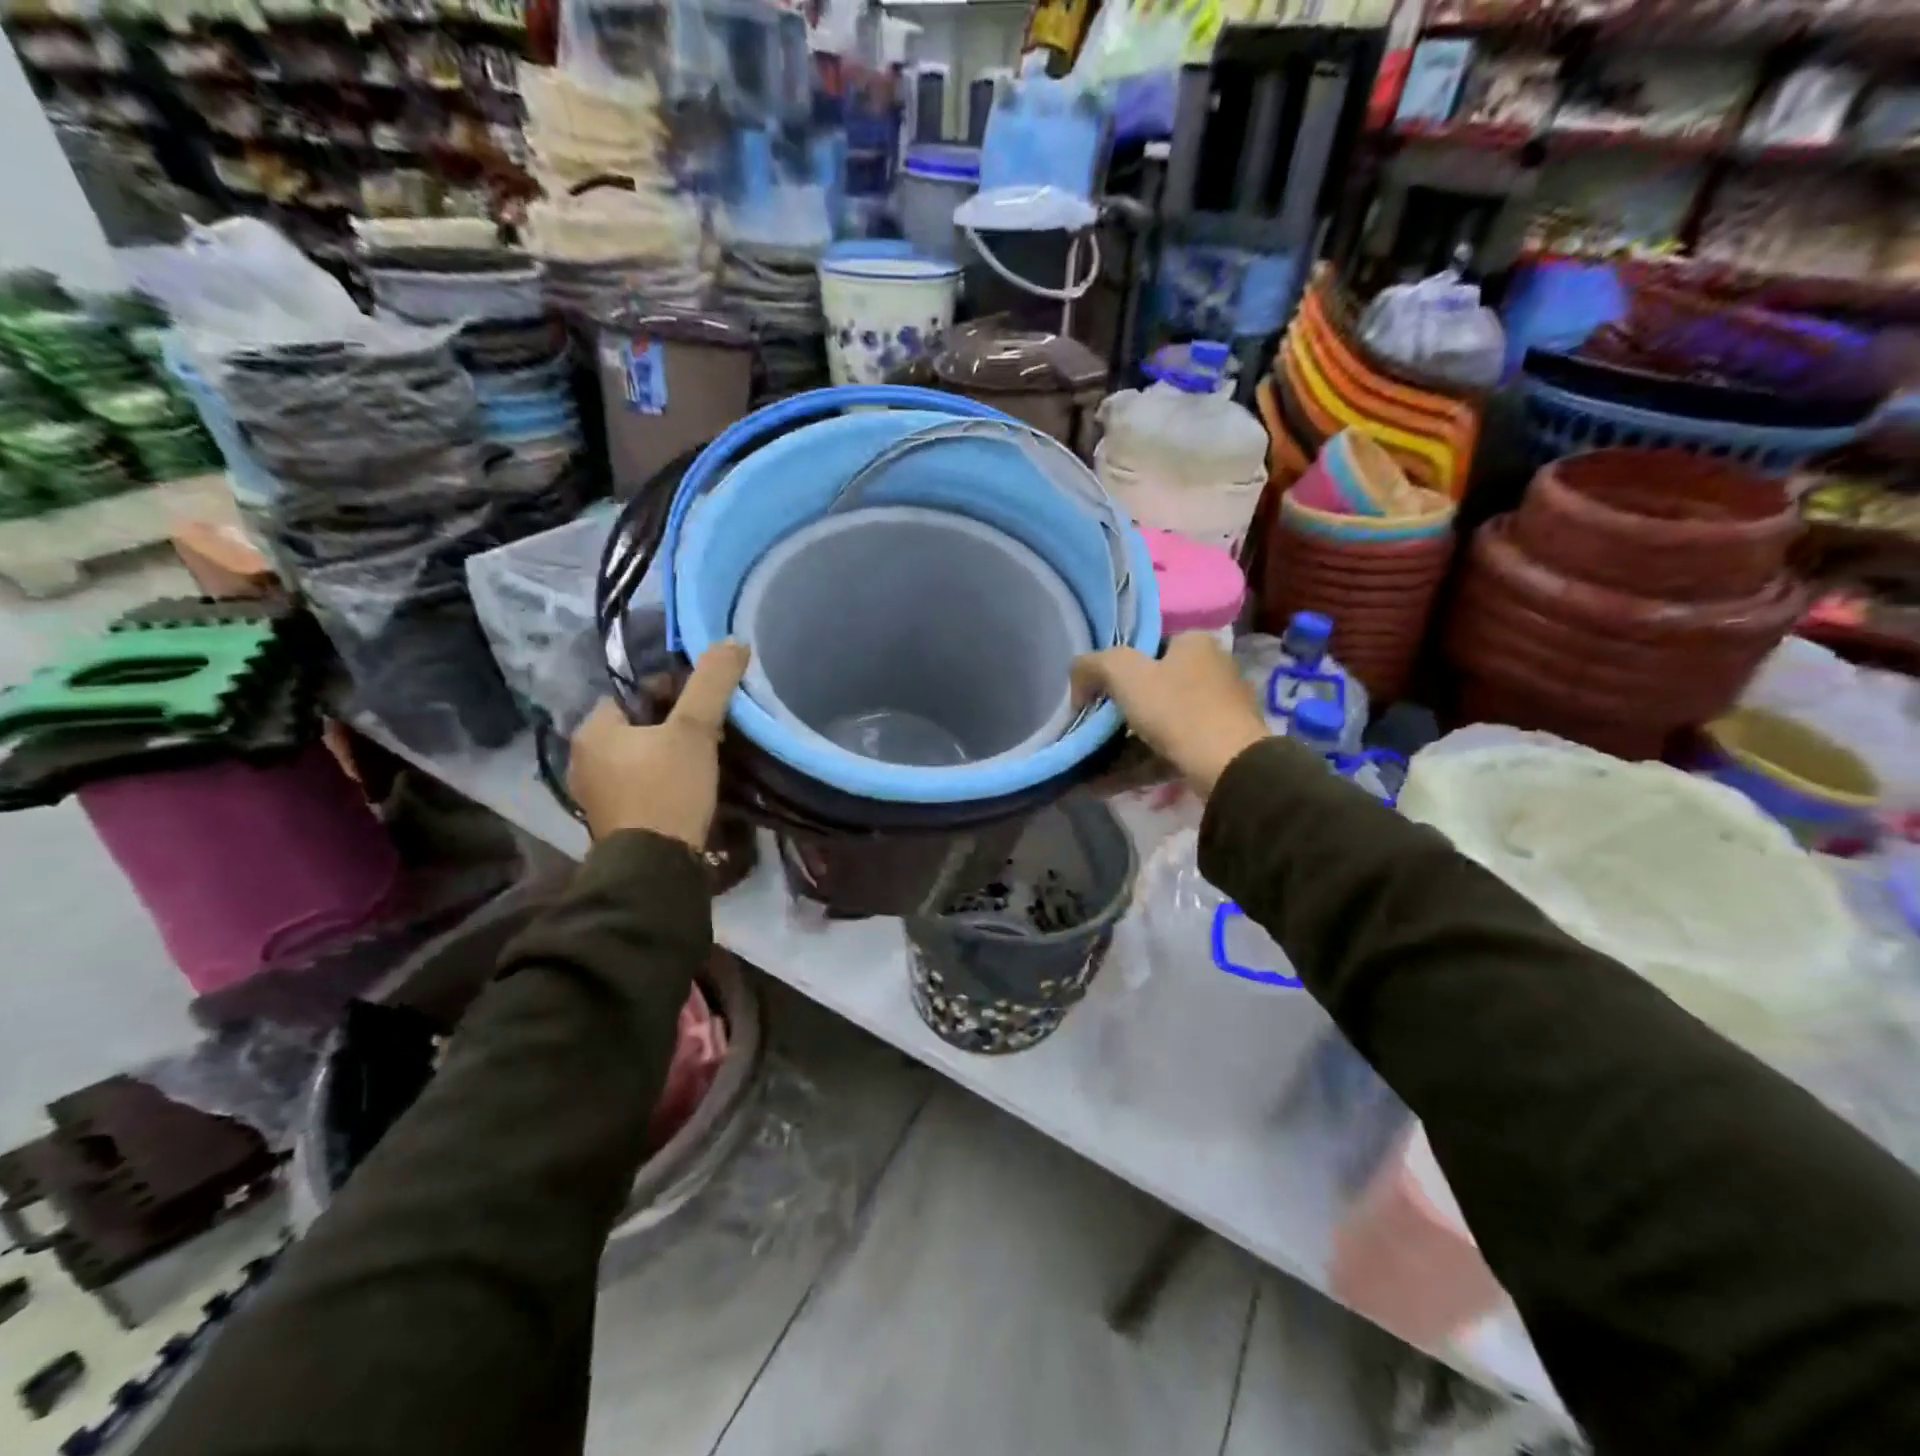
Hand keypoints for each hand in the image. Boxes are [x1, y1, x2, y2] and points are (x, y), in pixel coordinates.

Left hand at [568, 642, 749, 845]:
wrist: (656, 867)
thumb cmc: (667, 788)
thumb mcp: (695, 730)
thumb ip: (711, 684)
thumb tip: (733, 642)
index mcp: (592, 731)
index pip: (630, 694)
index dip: (668, 694)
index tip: (701, 707)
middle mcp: (583, 760)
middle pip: (637, 727)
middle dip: (671, 727)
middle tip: (710, 735)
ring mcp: (595, 796)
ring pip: (639, 759)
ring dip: (669, 757)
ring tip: (706, 763)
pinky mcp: (613, 824)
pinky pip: (640, 787)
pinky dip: (663, 784)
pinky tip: (690, 792)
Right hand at [1072, 633, 1268, 798]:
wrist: (1229, 767)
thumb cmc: (1177, 709)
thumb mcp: (1123, 673)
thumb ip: (1092, 665)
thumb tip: (1078, 679)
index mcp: (1194, 643)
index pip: (1145, 646)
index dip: (1114, 667)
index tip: (1091, 692)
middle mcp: (1211, 670)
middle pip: (1151, 687)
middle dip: (1115, 711)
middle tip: (1088, 728)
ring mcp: (1216, 711)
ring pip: (1157, 724)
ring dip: (1120, 745)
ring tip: (1089, 764)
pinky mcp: (1215, 747)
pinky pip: (1166, 752)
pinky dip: (1136, 765)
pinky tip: (1103, 784)